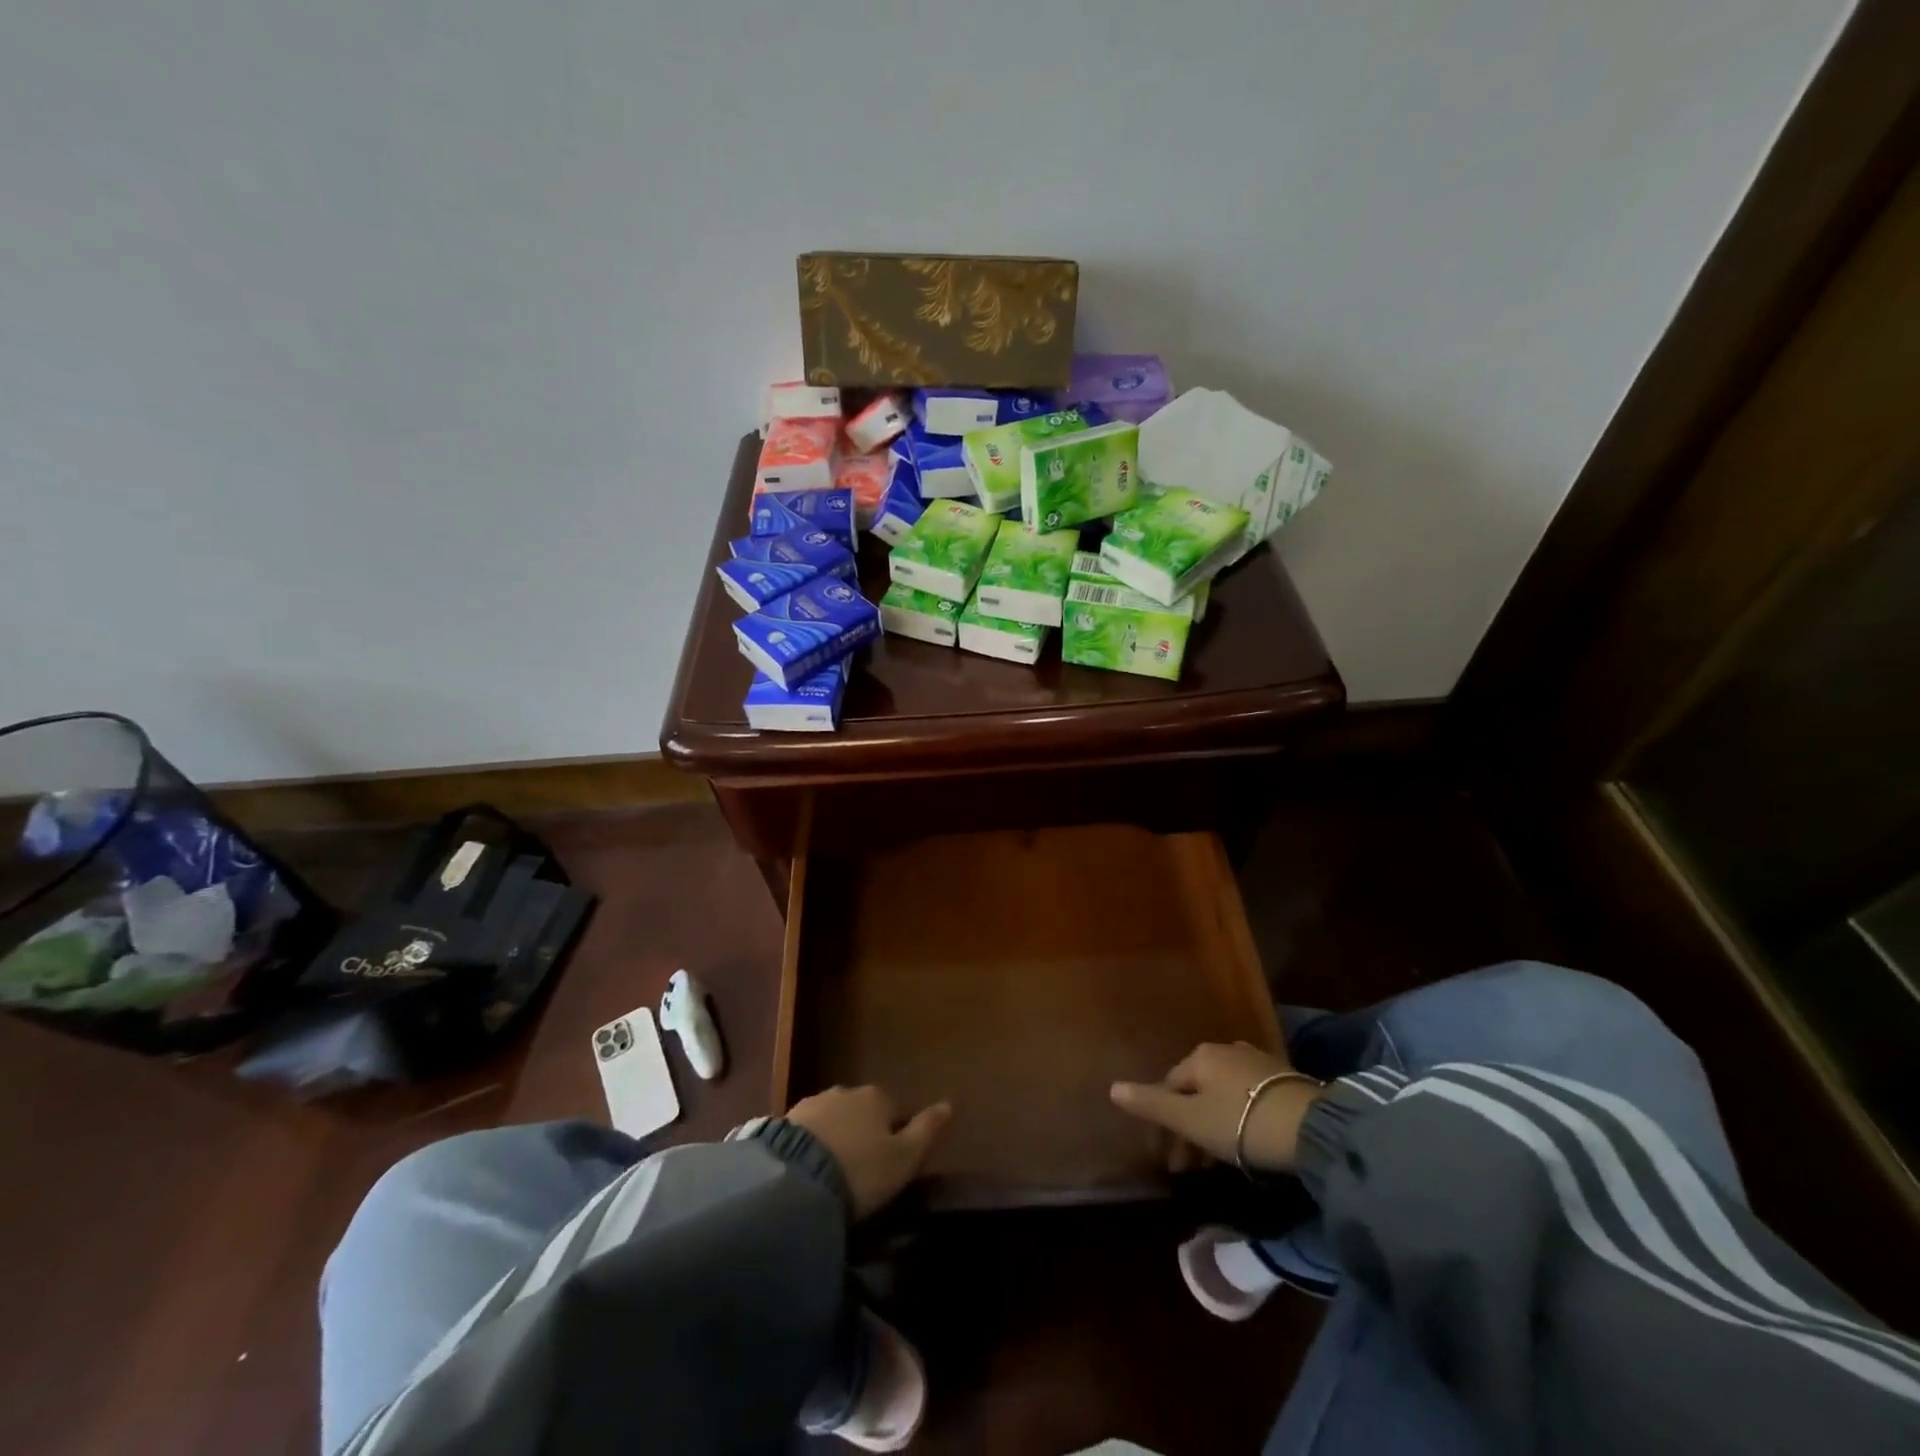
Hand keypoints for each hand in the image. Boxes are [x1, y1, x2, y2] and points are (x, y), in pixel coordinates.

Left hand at [786, 1085, 951, 1219]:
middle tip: (860, 1171)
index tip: (889, 1165)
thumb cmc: (862, 1170)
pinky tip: (807, 1172)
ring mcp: (812, 1104)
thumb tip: (949, 1103)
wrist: (796, 1180)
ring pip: (832, 1119)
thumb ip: (927, 1130)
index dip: (894, 1136)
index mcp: (877, 1097)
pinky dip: (810, 1147)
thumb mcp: (904, 1158)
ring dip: (834, 1138)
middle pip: (861, 1112)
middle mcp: (845, 1092)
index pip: (894, 1110)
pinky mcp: (783, 1122)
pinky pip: (805, 1133)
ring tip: (831, 1175)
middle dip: (862, 1133)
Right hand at [1110, 1042, 1323, 1173]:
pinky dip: (1238, 1118)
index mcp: (1199, 1056)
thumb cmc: (1240, 1122)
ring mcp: (1256, 1061)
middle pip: (1196, 1090)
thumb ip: (1151, 1104)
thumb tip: (1112, 1087)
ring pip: (1222, 1094)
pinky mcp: (1283, 1077)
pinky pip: (1246, 1097)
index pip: (1169, 1087)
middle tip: (1192, 1168)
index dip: (1164, 1124)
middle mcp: (1224, 1050)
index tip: (1171, 1162)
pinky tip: (1247, 1141)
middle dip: (1189, 1127)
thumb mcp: (1190, 1119)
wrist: (1310, 1127)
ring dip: (1214, 1124)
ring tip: (1220, 1161)